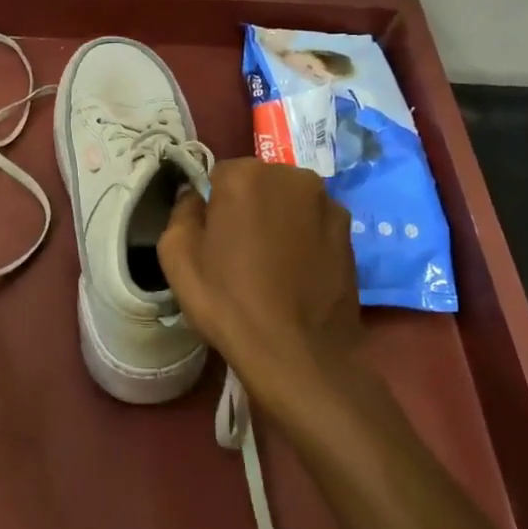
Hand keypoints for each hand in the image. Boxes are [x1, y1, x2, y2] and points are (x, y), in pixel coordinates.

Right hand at [157, 159, 370, 431]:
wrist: (298, 353)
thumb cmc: (229, 302)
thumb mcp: (177, 256)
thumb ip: (181, 211)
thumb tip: (192, 195)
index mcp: (246, 175)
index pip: (218, 175)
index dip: (211, 206)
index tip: (211, 239)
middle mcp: (292, 176)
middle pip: (258, 183)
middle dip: (247, 207)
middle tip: (239, 252)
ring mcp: (327, 203)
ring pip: (288, 202)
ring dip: (278, 220)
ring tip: (271, 265)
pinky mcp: (350, 232)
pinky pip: (314, 223)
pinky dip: (304, 238)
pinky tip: (296, 273)